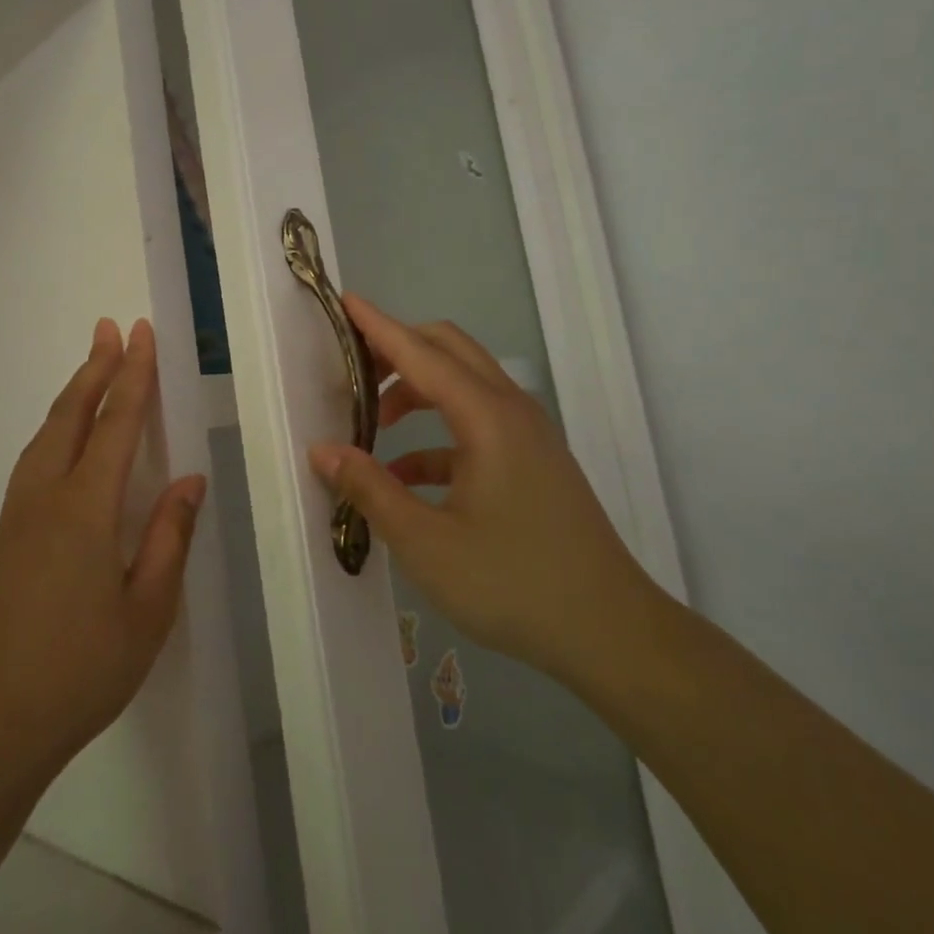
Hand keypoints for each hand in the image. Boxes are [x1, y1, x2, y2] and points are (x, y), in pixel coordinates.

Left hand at [0, 318, 205, 795]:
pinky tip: (61, 440)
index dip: (132, 377)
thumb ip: (169, 538)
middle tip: (109, 329)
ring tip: (90, 369)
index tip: (140, 335)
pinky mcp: (1, 539)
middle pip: (69, 417)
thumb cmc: (82, 671)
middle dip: (94, 369)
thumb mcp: (147, 611)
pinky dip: (53, 431)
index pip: (114, 426)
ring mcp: (15, 518)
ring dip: (70, 396)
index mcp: (85, 510)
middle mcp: (44, 499)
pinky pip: (31, 463)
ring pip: (44, 437)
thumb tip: (188, 480)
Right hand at [308, 296, 657, 680]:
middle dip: (398, 349)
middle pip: (449, 350)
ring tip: (372, 427)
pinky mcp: (534, 462)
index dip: (378, 326)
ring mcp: (528, 436)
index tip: (344, 300)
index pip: (420, 353)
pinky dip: (437, 436)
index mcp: (486, 417)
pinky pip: (477, 426)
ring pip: (463, 386)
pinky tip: (406, 477)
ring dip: (416, 392)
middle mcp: (510, 411)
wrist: (610, 632)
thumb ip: (369, 489)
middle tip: (352, 369)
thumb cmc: (513, 583)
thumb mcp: (425, 543)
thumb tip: (322, 450)